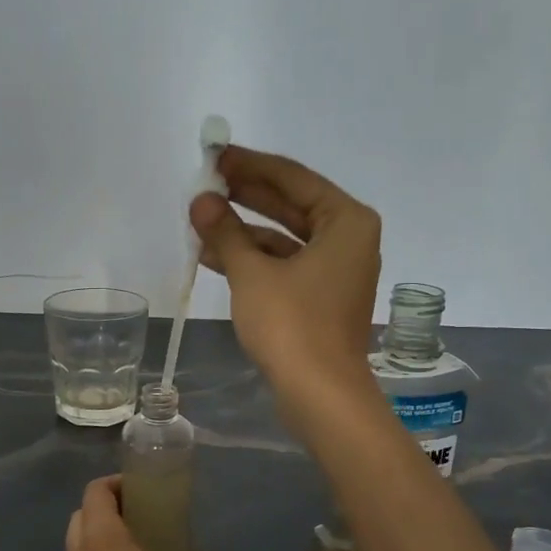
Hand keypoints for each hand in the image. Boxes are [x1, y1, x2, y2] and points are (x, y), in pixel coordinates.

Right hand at [189, 145, 382, 422]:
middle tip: (206, 182)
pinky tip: (214, 257)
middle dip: (247, 195)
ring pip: (285, 238)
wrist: (320, 395)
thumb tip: (201, 202)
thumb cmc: (293, 325)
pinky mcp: (322, 299)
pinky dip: (254, 260)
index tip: (216, 155)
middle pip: (291, 205)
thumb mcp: (252, 273)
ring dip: (244, 231)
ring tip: (201, 221)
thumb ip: (226, 232)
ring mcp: (337, 271)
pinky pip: (285, 265)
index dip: (250, 165)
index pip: (293, 178)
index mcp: (346, 221)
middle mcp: (349, 240)